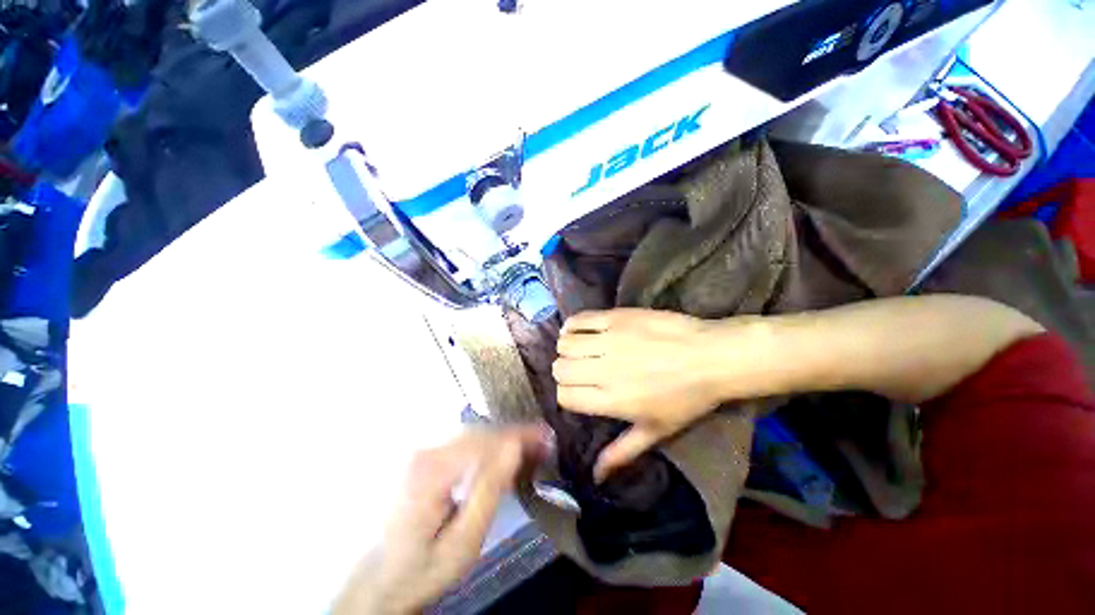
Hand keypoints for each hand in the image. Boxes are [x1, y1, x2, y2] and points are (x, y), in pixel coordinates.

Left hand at [333, 426, 550, 614]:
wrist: (380, 579)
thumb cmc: (422, 568)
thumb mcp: (462, 542)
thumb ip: (489, 491)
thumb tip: (514, 448)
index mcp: (432, 470)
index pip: (486, 441)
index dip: (520, 436)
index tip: (546, 436)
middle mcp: (427, 451)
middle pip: (482, 432)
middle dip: (516, 435)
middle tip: (544, 440)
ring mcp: (425, 452)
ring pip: (475, 434)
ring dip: (505, 438)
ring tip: (531, 443)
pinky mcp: (427, 457)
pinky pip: (466, 443)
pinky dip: (491, 444)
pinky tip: (506, 451)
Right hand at [554, 309, 767, 481]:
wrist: (712, 357)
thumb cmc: (686, 398)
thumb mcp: (655, 431)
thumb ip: (622, 452)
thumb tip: (596, 477)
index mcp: (612, 400)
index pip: (565, 396)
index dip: (566, 394)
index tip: (577, 391)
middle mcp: (604, 370)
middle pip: (561, 369)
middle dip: (564, 372)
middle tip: (579, 370)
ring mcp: (610, 340)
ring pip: (565, 344)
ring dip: (567, 349)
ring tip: (579, 349)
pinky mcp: (616, 317)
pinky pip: (579, 319)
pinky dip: (571, 326)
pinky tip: (578, 331)